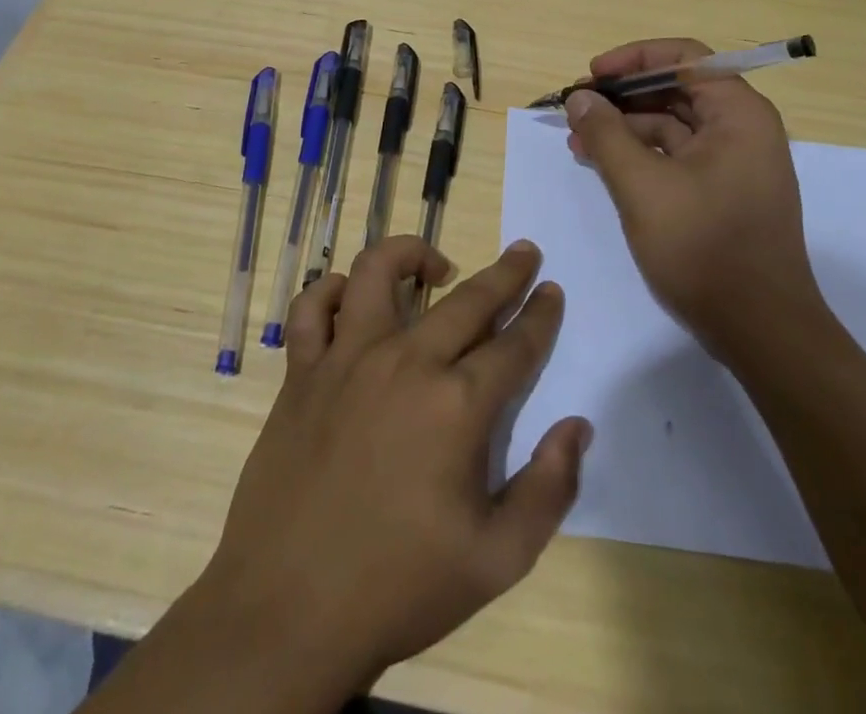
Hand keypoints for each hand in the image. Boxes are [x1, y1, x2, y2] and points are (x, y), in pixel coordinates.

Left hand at [198, 236, 591, 696]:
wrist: (289, 611)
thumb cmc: (399, 586)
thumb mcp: (496, 560)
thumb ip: (548, 489)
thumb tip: (577, 426)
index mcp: (457, 406)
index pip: (515, 344)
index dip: (540, 315)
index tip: (552, 290)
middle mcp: (405, 362)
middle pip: (467, 299)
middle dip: (505, 273)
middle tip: (524, 253)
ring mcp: (347, 359)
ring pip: (378, 272)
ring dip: (412, 254)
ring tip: (436, 267)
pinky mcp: (303, 371)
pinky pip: (311, 308)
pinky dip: (330, 291)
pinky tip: (351, 300)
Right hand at [565, 37, 821, 353]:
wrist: (761, 331)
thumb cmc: (704, 248)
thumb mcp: (642, 186)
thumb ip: (606, 134)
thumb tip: (580, 97)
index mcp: (738, 114)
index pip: (685, 58)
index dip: (634, 59)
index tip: (592, 75)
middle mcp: (742, 129)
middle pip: (677, 89)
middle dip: (623, 95)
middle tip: (577, 107)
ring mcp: (733, 162)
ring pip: (673, 124)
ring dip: (625, 127)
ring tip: (578, 139)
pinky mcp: (721, 192)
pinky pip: (676, 155)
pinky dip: (640, 154)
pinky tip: (602, 163)